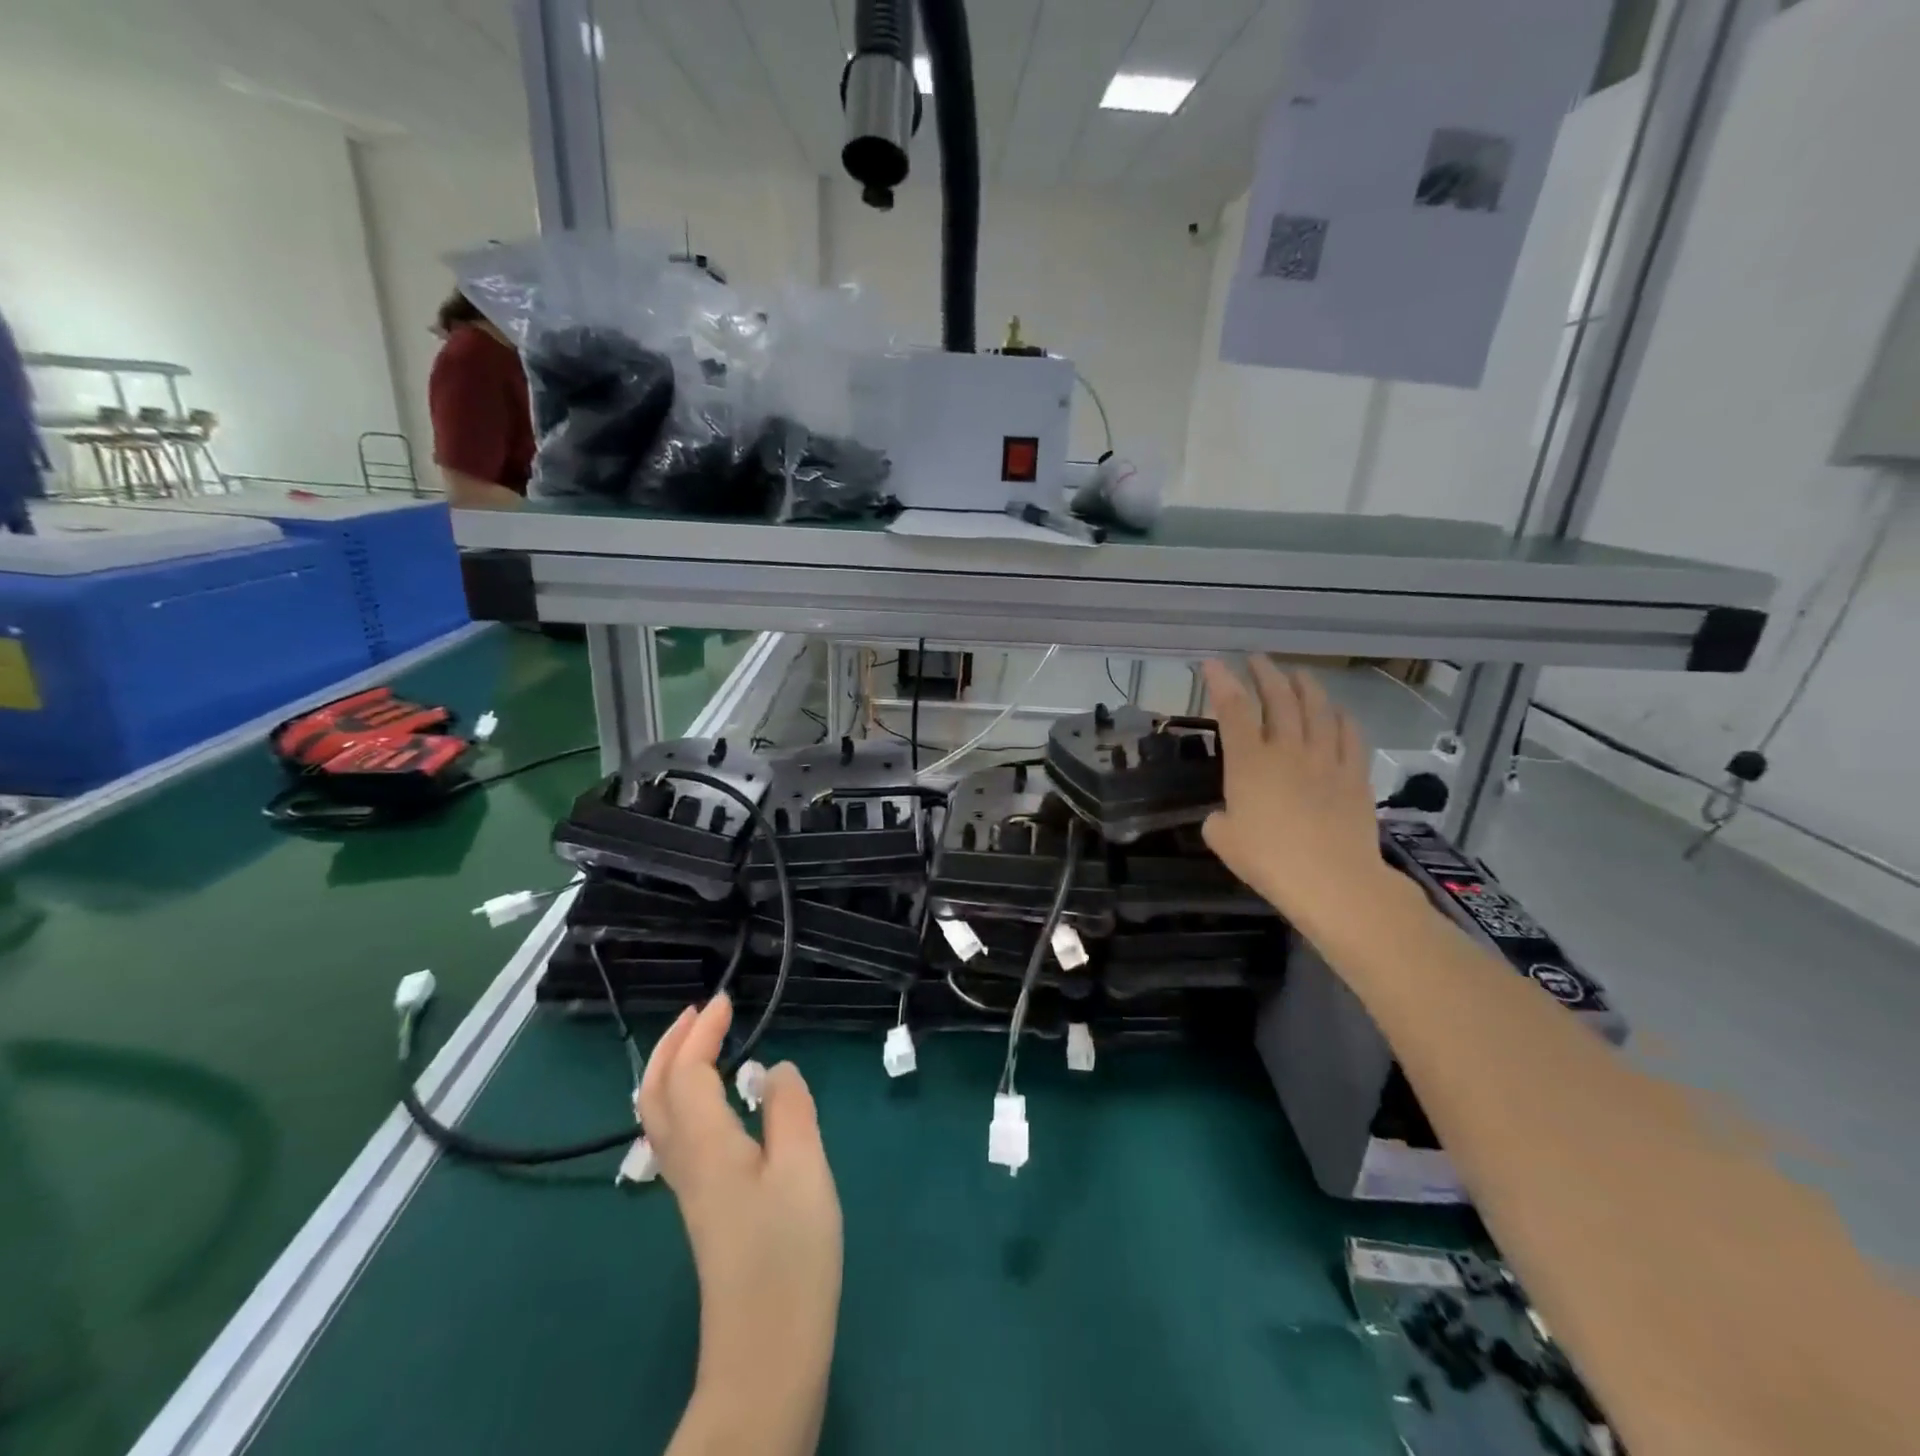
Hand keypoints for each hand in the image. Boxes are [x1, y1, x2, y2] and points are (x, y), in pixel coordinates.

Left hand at [639, 995, 841, 1444]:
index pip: (687, 1074)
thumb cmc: (790, 1255)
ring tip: (704, 1045)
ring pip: (660, 1116)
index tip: (725, 1001)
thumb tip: (773, 1069)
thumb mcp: (804, 1170)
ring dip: (673, 1070)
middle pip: (654, 1094)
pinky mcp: (704, 1208)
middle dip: (671, 1046)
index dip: (702, 1033)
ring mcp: (690, 1189)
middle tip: (701, 1013)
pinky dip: (685, 1098)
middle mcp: (687, 1163)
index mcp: (707, 1146)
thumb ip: (790, 1110)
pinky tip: (717, 1102)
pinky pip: (677, 1135)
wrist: (767, 1352)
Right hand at [1200, 657, 1399, 935]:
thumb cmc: (1268, 861)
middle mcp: (1287, 750)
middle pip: (1278, 699)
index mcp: (1249, 762)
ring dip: (1305, 686)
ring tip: (1298, 674)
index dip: (1221, 682)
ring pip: (1317, 709)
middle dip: (1265, 673)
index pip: (1233, 709)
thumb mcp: (1224, 841)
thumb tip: (1226, 815)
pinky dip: (1342, 717)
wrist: (1333, 881)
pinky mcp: (1355, 775)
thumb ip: (1219, 820)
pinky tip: (1338, 711)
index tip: (1212, 662)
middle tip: (1257, 658)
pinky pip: (1350, 735)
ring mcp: (1326, 759)